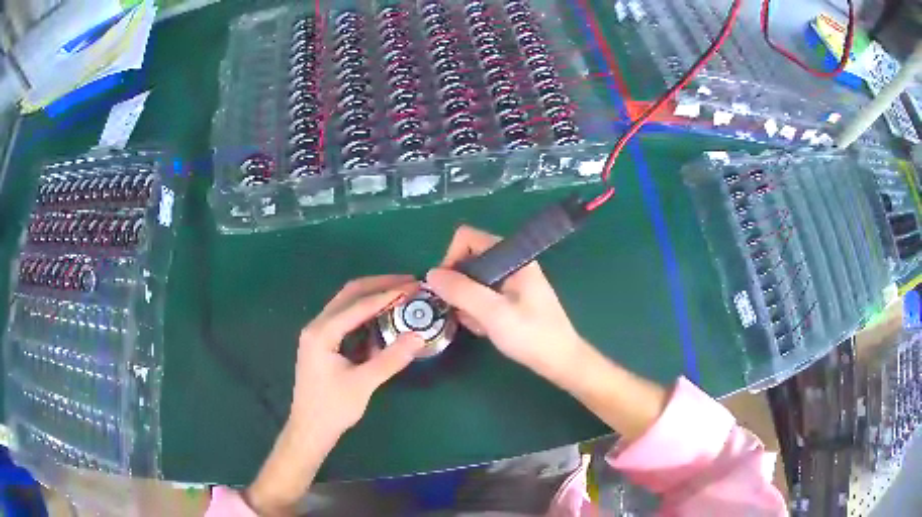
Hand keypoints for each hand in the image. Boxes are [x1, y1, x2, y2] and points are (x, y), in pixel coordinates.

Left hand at [247, 276, 425, 515]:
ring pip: (346, 304)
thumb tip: (418, 336)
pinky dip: (365, 313)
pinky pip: (345, 318)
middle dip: (380, 285)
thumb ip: (391, 359)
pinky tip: (383, 318)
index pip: (359, 305)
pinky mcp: (322, 343)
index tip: (414, 286)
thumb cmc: (333, 408)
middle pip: (349, 294)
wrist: (310, 429)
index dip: (388, 294)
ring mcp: (317, 333)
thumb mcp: (364, 384)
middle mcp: (317, 326)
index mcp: (322, 332)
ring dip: (372, 296)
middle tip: (409, 283)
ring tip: (400, 294)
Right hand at [426, 226, 588, 383]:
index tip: (447, 287)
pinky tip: (485, 329)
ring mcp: (511, 281)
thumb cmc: (531, 335)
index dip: (451, 258)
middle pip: (469, 260)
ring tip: (479, 325)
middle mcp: (511, 263)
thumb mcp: (493, 313)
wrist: (560, 361)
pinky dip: (477, 310)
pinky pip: (483, 296)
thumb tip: (431, 274)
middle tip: (463, 312)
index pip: (468, 238)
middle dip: (459, 286)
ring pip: (473, 281)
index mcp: (512, 257)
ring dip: (467, 302)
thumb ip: (462, 291)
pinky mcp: (511, 298)